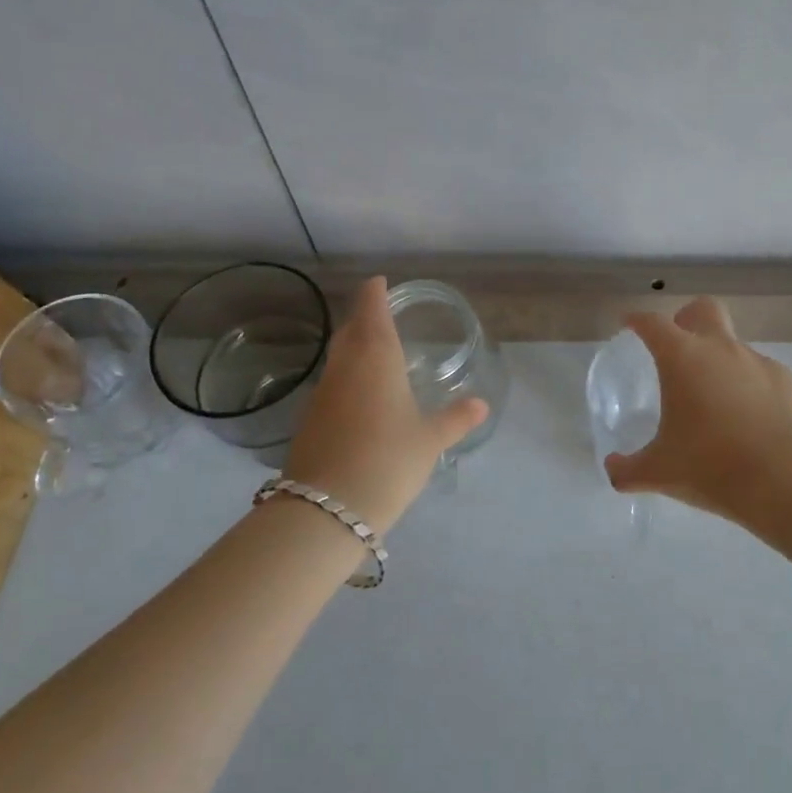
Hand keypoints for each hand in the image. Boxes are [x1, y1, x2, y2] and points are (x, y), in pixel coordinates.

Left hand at [283, 277, 488, 529]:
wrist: (325, 510)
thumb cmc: (387, 460)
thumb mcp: (430, 440)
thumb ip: (455, 419)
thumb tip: (481, 404)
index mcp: (376, 357)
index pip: (371, 310)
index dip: (374, 293)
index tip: (379, 282)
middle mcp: (345, 367)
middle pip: (350, 329)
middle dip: (364, 317)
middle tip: (381, 314)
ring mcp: (322, 393)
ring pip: (338, 357)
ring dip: (353, 347)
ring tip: (375, 353)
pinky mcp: (310, 420)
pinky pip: (332, 384)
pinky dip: (347, 377)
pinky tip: (360, 397)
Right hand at [606, 296, 791, 521]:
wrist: (783, 479)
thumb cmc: (709, 465)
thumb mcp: (659, 472)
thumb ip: (628, 469)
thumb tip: (612, 471)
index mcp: (682, 357)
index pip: (652, 323)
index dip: (637, 320)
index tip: (629, 323)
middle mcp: (720, 348)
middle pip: (703, 309)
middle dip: (688, 319)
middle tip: (678, 348)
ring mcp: (757, 361)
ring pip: (734, 344)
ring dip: (720, 360)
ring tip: (715, 400)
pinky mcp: (786, 380)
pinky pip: (761, 373)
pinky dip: (751, 386)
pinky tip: (750, 418)